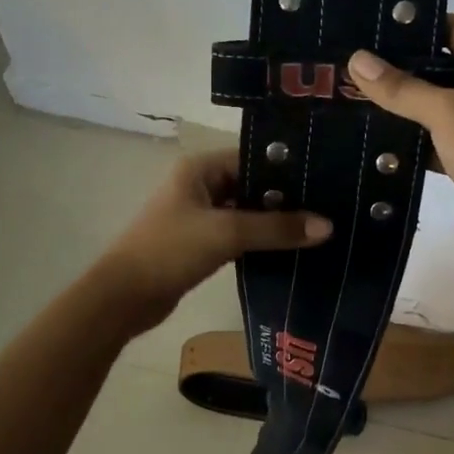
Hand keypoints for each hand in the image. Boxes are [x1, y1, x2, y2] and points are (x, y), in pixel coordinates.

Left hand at [93, 147, 331, 332]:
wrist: (123, 297)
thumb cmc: (170, 251)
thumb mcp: (227, 233)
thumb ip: (277, 229)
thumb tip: (328, 226)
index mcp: (200, 168)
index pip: (253, 156)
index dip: (287, 167)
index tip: (326, 177)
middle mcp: (199, 185)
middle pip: (251, 184)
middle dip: (286, 197)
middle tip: (330, 205)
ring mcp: (198, 215)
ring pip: (246, 212)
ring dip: (274, 222)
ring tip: (318, 227)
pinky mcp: (200, 243)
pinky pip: (238, 234)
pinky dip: (259, 240)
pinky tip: (290, 249)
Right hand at [349, 16, 453, 272]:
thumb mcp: (450, 114)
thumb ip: (403, 88)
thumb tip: (356, 59)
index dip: (417, 23)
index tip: (371, 24)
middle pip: (439, 64)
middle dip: (398, 64)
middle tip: (348, 58)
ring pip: (430, 102)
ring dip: (397, 100)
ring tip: (348, 88)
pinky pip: (428, 134)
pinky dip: (403, 133)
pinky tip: (366, 129)